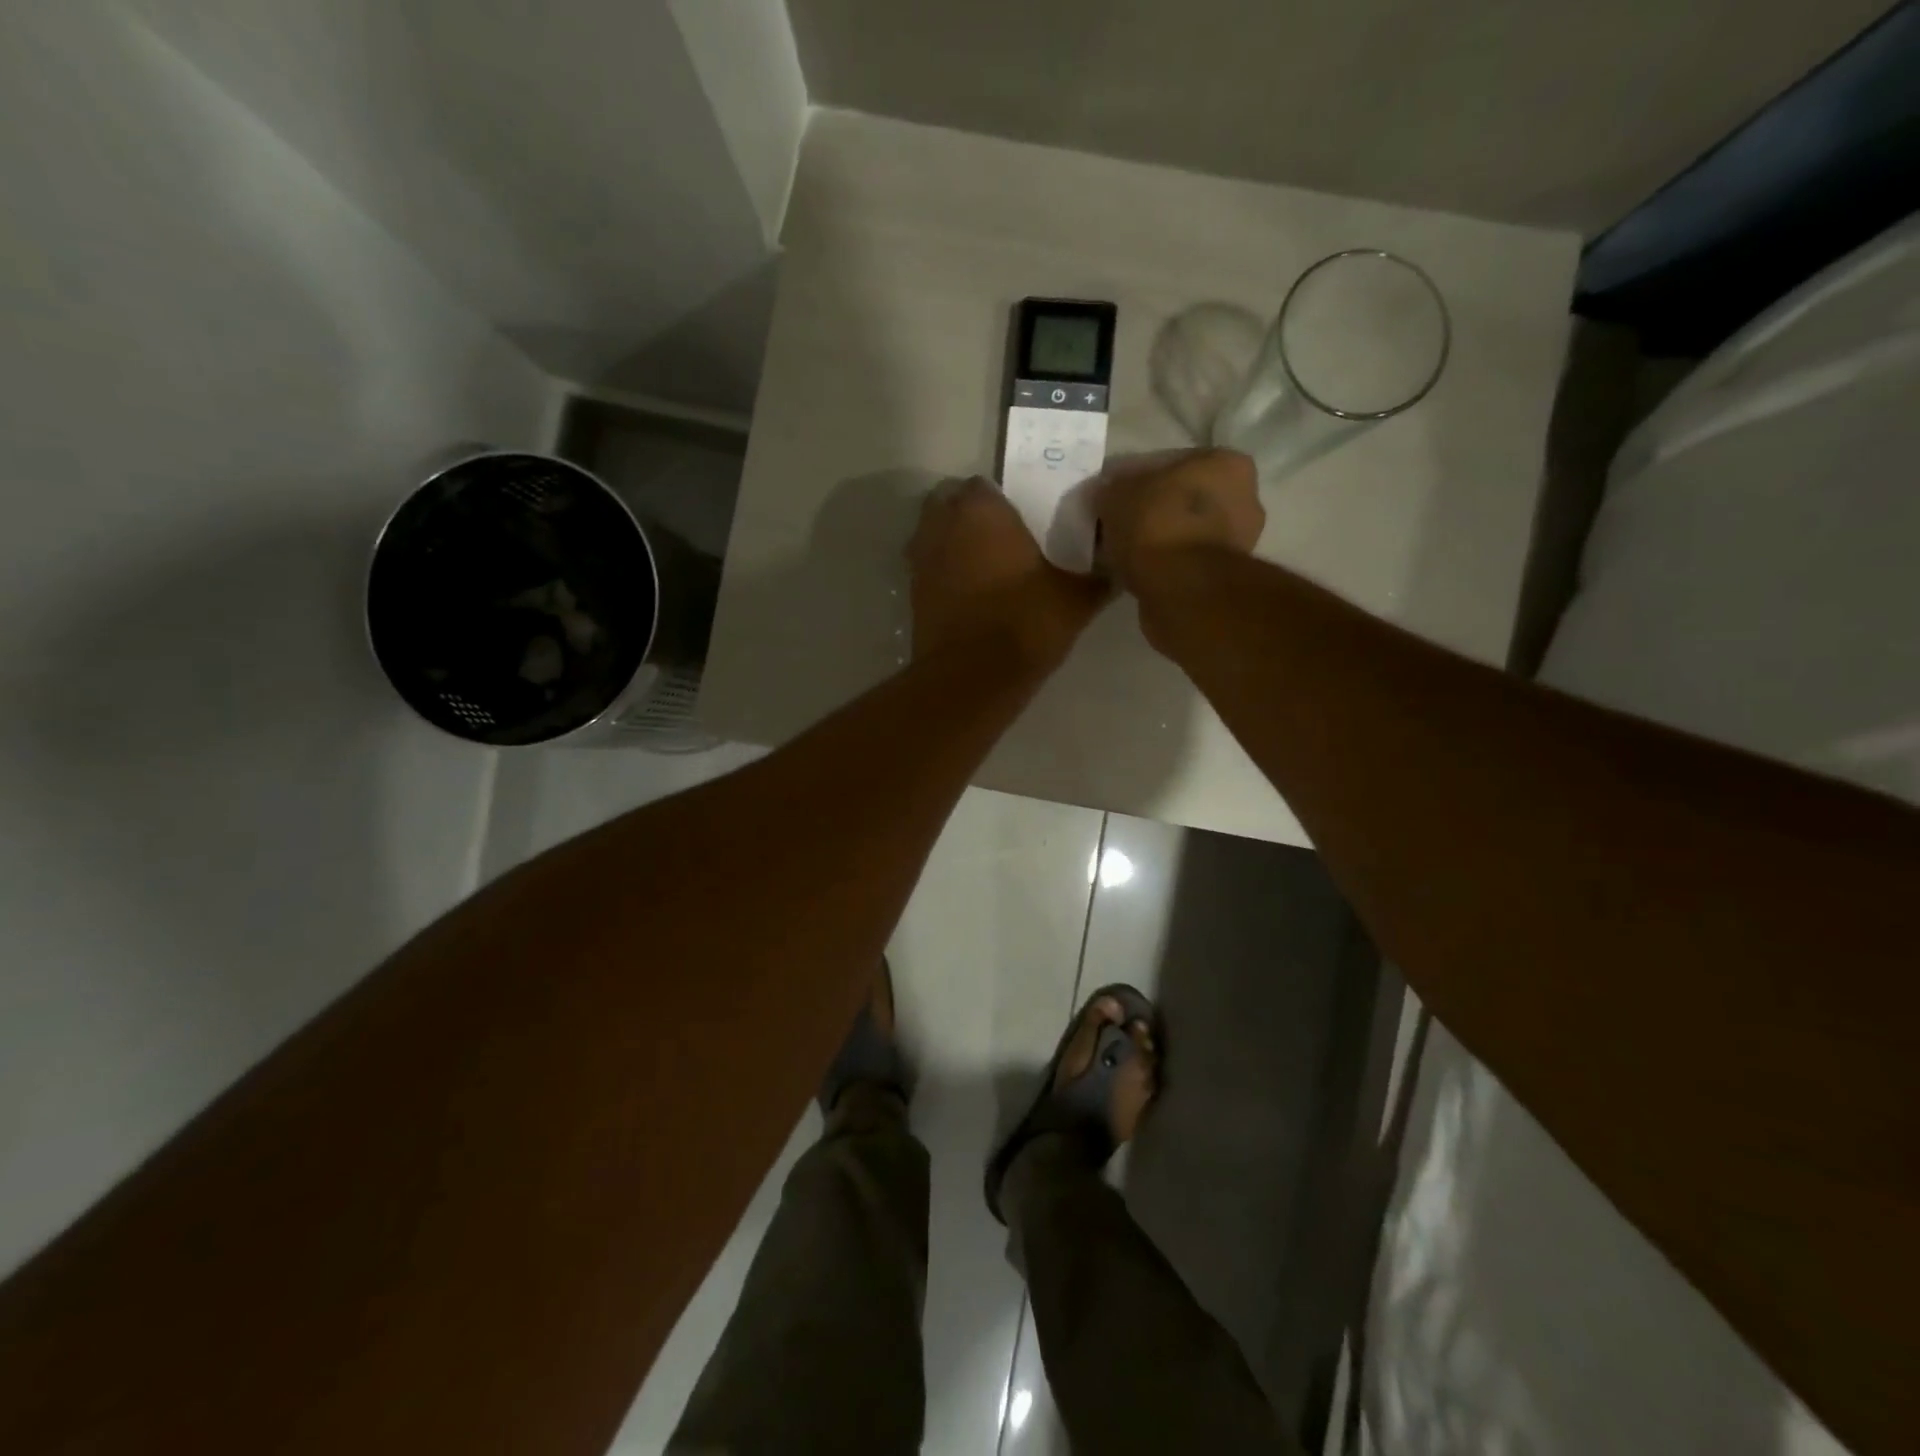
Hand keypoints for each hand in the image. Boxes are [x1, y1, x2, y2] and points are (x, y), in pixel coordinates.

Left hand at [908, 477, 1108, 667]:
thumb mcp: (1076, 599)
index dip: (1004, 500)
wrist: (972, 679)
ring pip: (934, 534)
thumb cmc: (1025, 623)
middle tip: (1002, 537)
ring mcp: (920, 559)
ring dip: (952, 541)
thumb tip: (1119, 566)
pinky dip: (943, 571)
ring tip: (984, 564)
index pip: (985, 484)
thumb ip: (1098, 575)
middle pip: (950, 503)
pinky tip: (969, 593)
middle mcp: (942, 525)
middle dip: (970, 514)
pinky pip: (929, 567)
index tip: (1025, 519)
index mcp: (981, 511)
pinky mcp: (913, 593)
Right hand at [1093, 448, 1264, 589]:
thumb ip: (1113, 489)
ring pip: (1190, 531)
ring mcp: (1242, 539)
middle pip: (1187, 499)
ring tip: (1130, 553)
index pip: (1174, 463)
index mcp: (1225, 462)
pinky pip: (1190, 561)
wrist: (1180, 588)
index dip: (1140, 480)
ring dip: (1165, 540)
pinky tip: (1144, 572)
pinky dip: (1170, 565)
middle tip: (1123, 525)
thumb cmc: (1155, 524)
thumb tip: (1108, 495)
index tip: (1118, 499)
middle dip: (1158, 510)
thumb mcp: (1116, 493)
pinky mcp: (1228, 576)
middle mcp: (1245, 496)